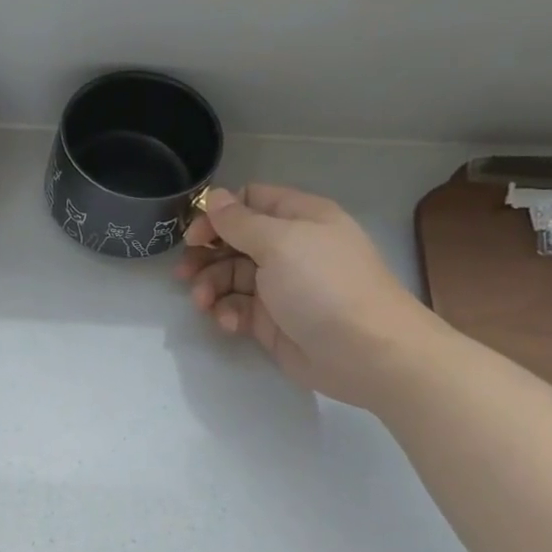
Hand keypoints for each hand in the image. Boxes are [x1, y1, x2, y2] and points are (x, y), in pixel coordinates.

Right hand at [175, 185, 442, 407]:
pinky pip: (238, 308)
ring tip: (202, 303)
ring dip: (210, 286)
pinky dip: (227, 313)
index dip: (218, 214)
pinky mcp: (273, 321)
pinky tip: (229, 324)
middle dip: (206, 255)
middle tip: (184, 272)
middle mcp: (289, 248)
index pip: (250, 201)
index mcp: (299, 218)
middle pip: (234, 240)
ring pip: (230, 276)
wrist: (367, 354)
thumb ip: (239, 220)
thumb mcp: (279, 242)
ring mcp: (281, 285)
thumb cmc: (324, 285)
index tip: (194, 235)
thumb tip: (213, 197)